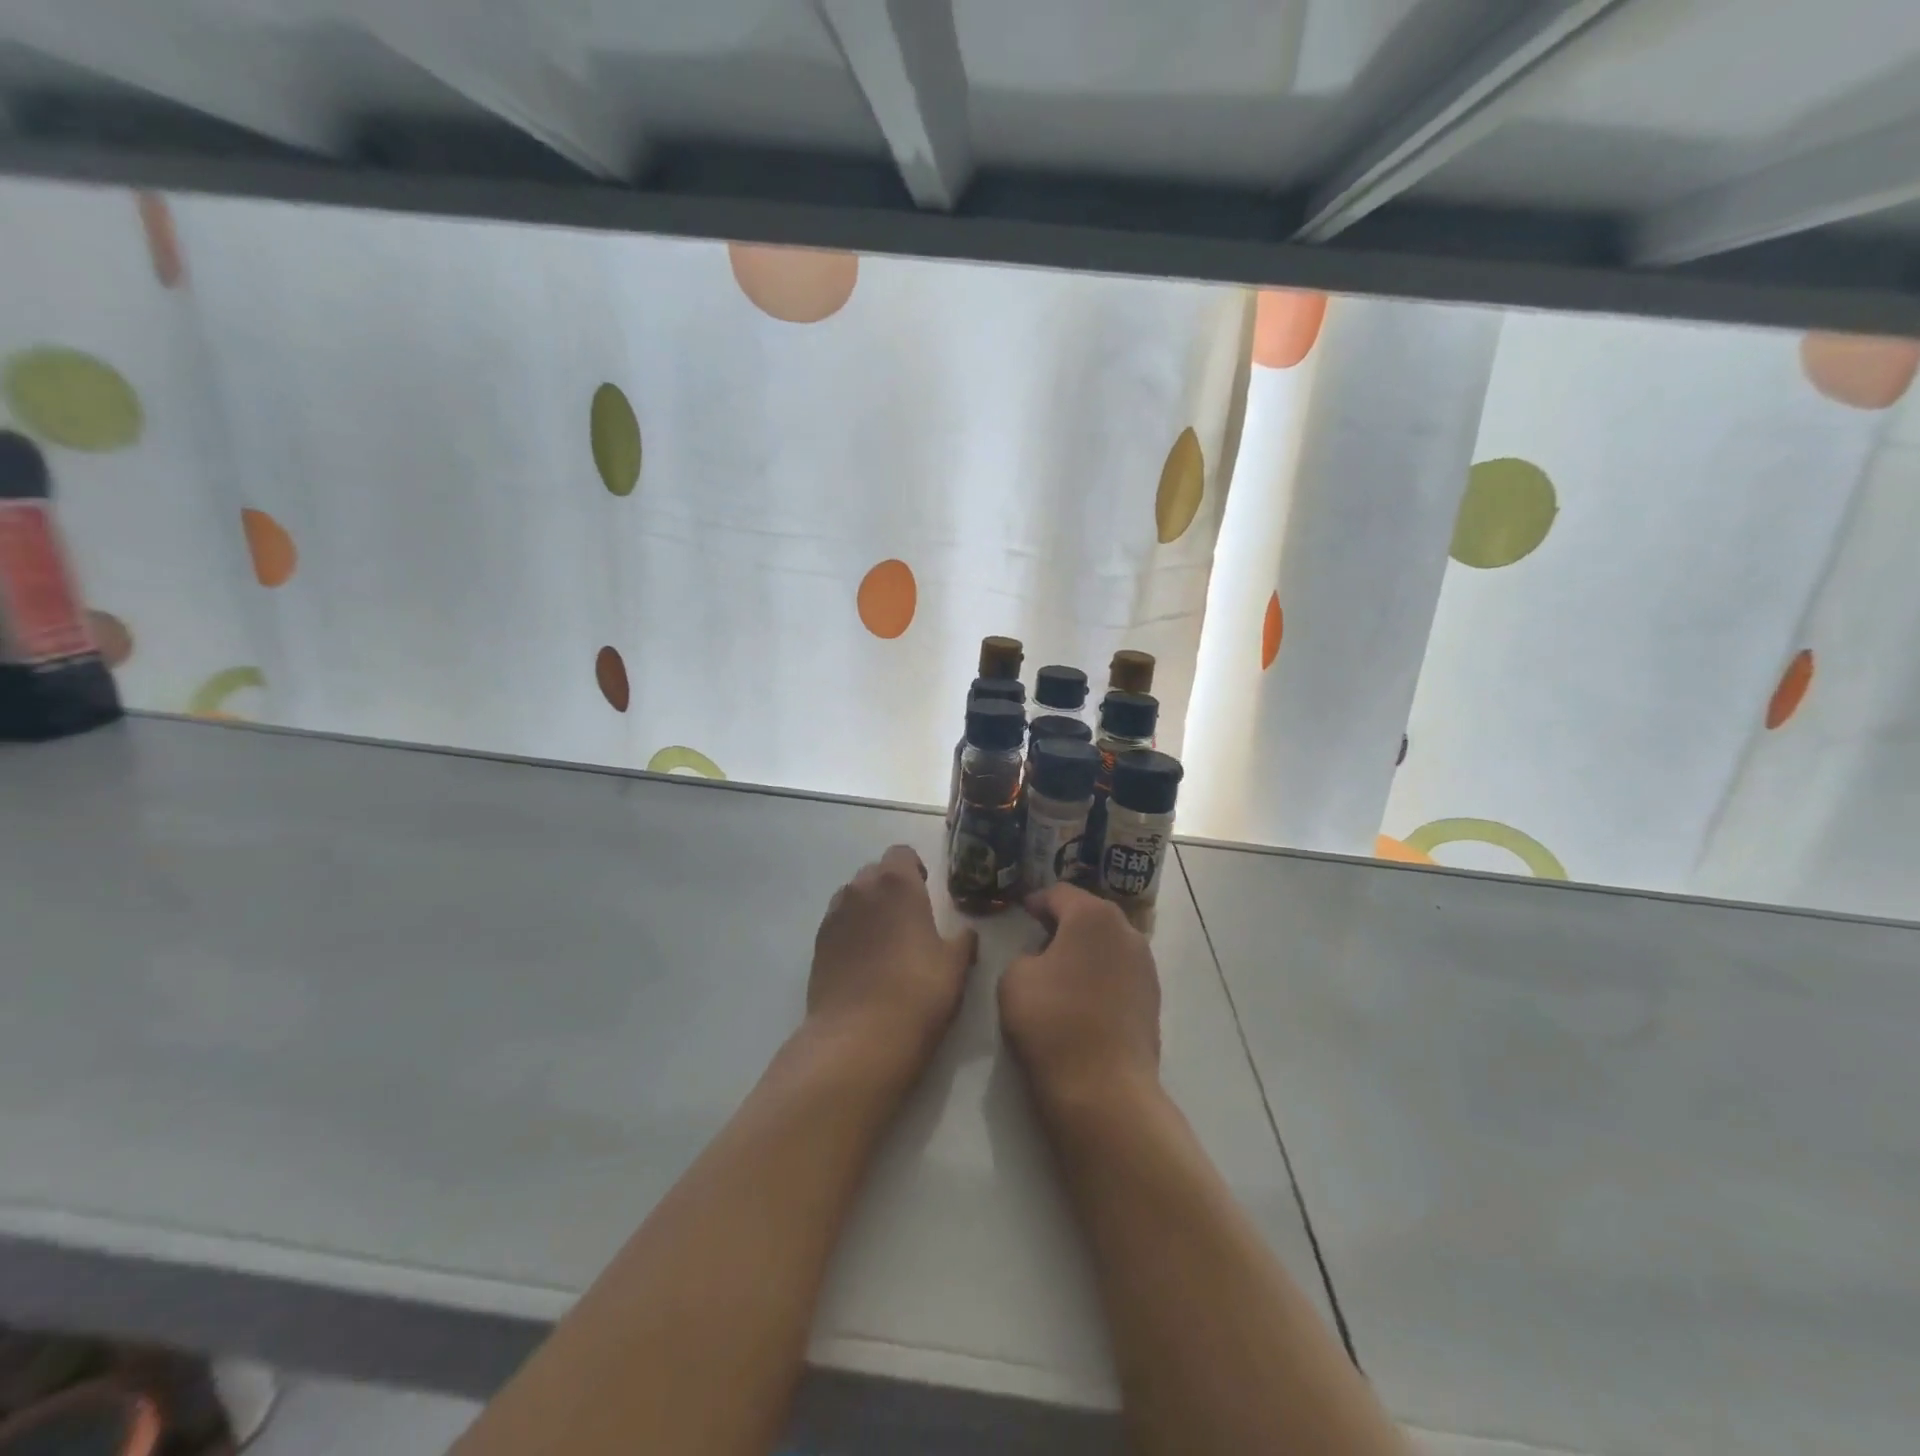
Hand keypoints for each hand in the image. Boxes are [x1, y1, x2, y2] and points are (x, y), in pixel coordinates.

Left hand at [806, 845, 977, 1091]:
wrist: (859, 1037)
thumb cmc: (918, 992)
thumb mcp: (955, 966)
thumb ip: (963, 941)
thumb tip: (966, 934)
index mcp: (897, 883)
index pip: (901, 853)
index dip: (914, 868)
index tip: (926, 889)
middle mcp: (860, 890)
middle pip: (875, 872)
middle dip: (891, 886)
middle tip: (909, 917)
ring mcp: (834, 916)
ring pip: (853, 897)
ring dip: (868, 907)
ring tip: (885, 940)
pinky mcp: (817, 945)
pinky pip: (838, 924)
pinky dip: (851, 932)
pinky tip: (865, 962)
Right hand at [999, 883, 1161, 1116]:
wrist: (1103, 1088)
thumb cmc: (1052, 1021)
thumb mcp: (1014, 977)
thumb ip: (1027, 954)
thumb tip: (1044, 959)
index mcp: (1092, 916)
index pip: (1060, 893)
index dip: (1037, 900)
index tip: (1022, 910)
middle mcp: (1126, 931)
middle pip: (1090, 914)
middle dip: (1065, 921)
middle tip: (1038, 935)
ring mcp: (1145, 965)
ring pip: (1108, 943)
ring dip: (1086, 948)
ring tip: (1061, 968)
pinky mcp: (1153, 997)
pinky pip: (1120, 971)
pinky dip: (1100, 973)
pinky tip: (1082, 995)